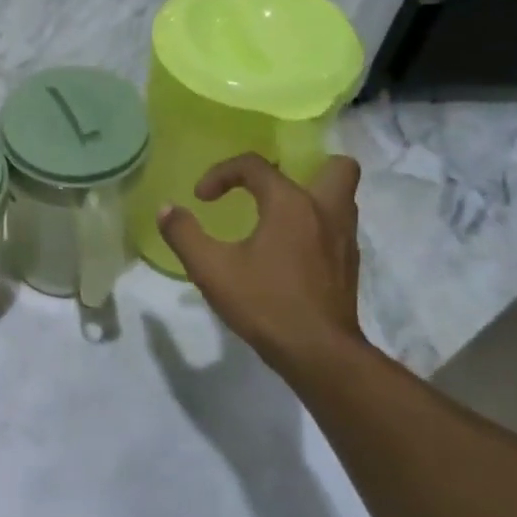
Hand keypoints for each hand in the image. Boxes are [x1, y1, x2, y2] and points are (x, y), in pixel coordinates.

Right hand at [155, 153, 365, 372]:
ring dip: (312, 197)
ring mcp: (344, 238)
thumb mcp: (210, 269)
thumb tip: (167, 209)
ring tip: (278, 216)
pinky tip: (290, 250)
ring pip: (342, 197)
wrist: (317, 351)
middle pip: (335, 166)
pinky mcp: (349, 264)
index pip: (256, 165)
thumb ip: (183, 234)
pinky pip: (338, 227)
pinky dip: (316, 227)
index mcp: (290, 204)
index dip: (221, 174)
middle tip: (270, 189)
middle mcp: (325, 211)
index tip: (201, 199)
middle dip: (303, 167)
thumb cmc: (263, 303)